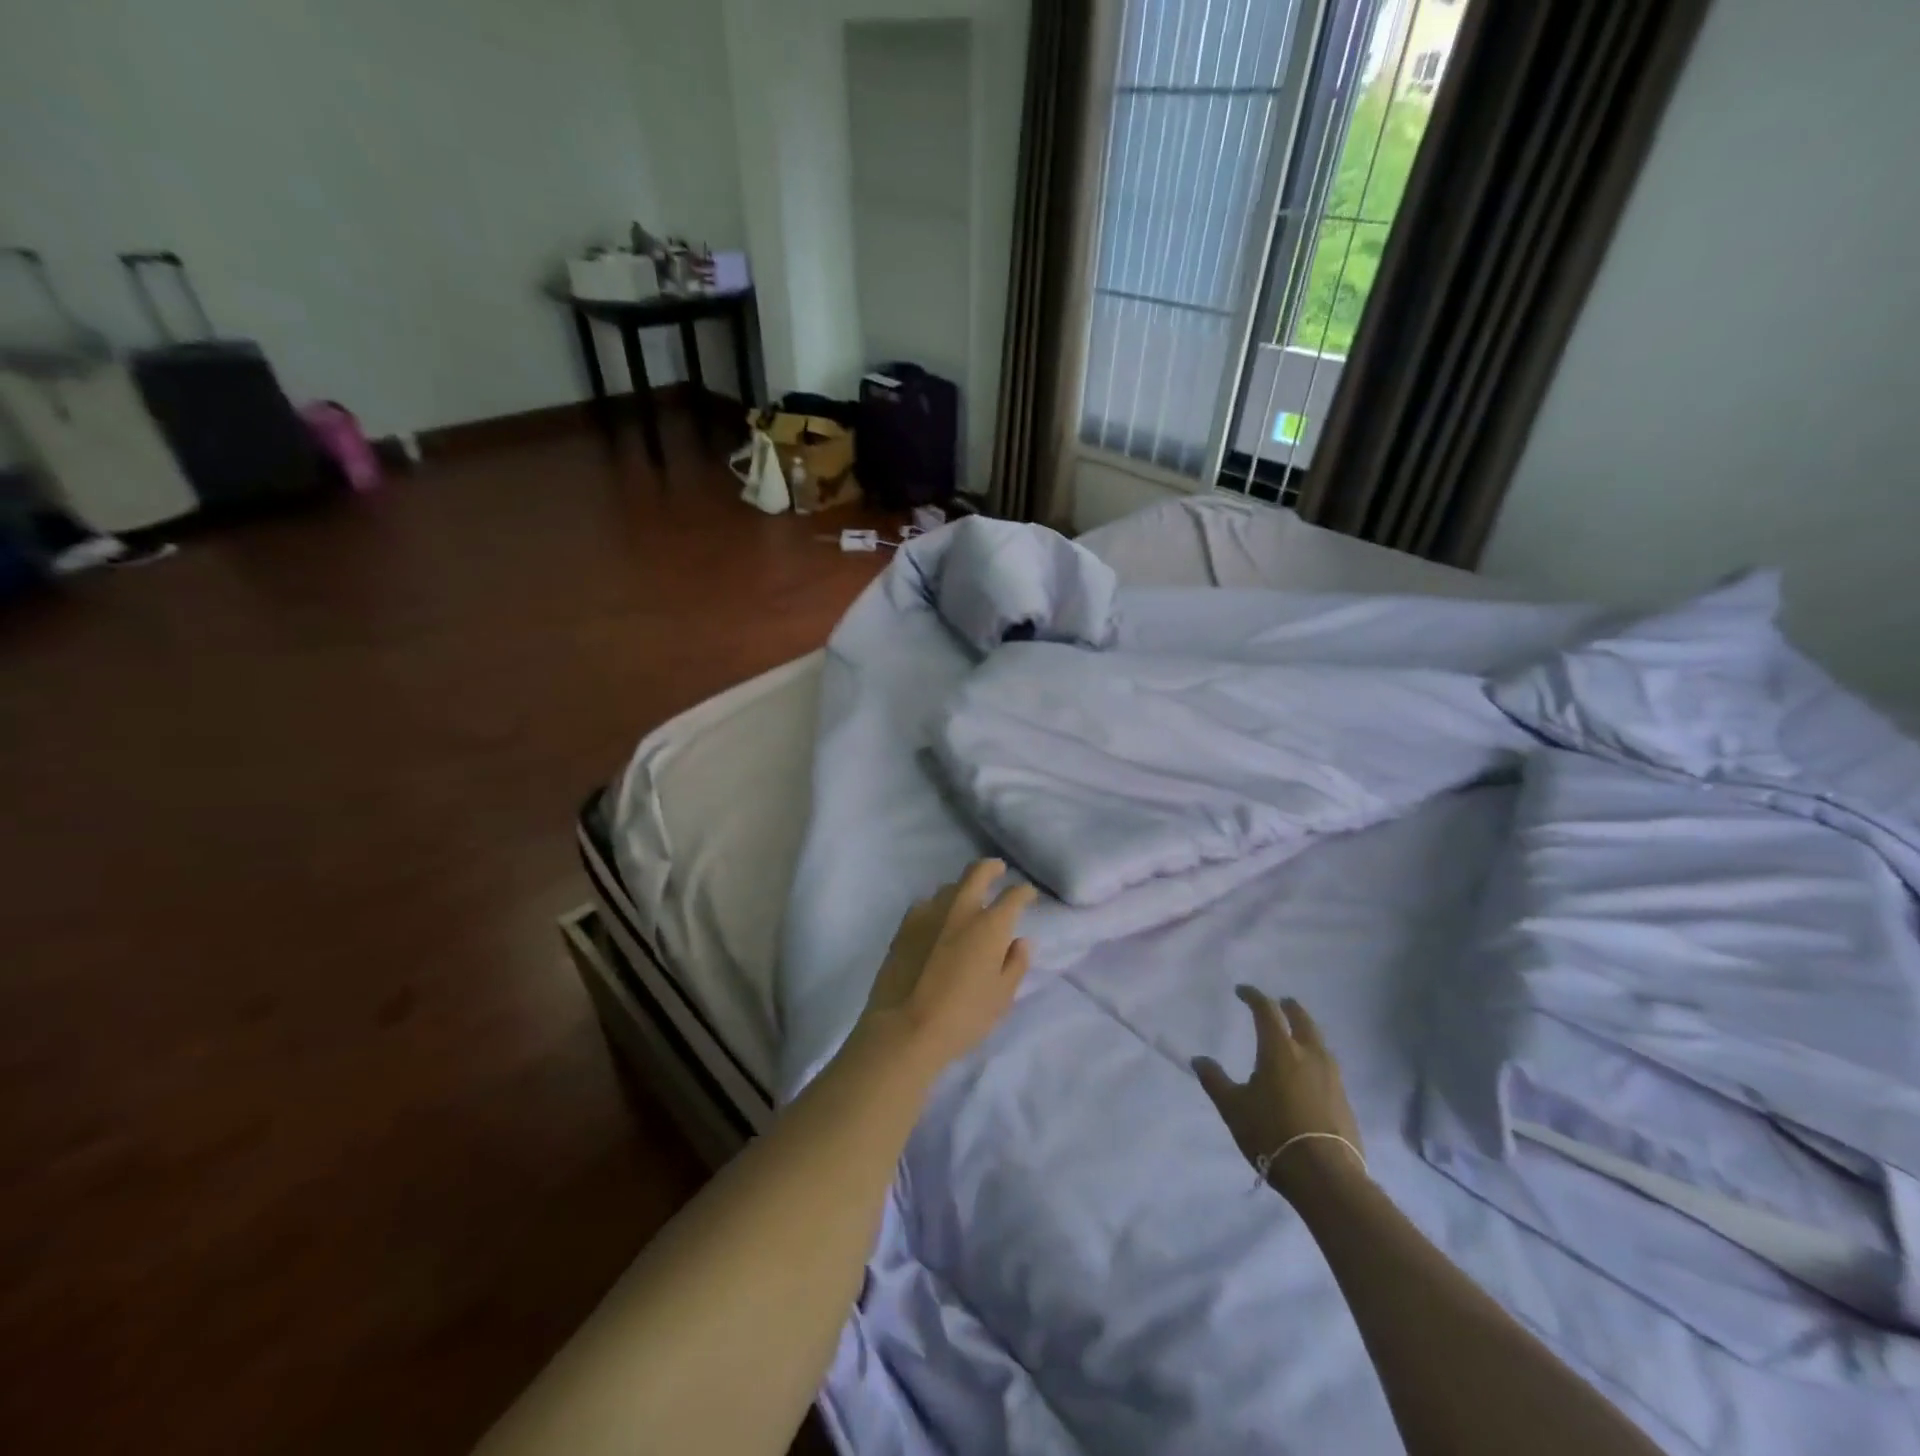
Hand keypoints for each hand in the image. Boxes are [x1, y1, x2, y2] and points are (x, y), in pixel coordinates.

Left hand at [859, 861, 1036, 1071]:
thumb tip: (1020, 942)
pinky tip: (936, 922)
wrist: (904, 1028)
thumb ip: (1015, 964)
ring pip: (949, 887)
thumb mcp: (1001, 997)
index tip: (1028, 894)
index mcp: (990, 925)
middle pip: (977, 872)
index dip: (1024, 892)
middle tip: (998, 870)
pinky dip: (937, 908)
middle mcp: (960, 909)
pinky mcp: (904, 925)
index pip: (1013, 896)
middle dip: (991, 867)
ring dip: (962, 889)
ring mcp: (928, 913)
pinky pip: (925, 905)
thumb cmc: (962, 1017)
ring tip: (966, 902)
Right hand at [1193, 986, 1363, 1197]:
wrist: (1325, 1175)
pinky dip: (1316, 1057)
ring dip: (1306, 1031)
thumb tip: (1199, 1060)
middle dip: (1289, 1008)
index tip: (1242, 991)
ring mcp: (1332, 1076)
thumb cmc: (1272, 1133)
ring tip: (1297, 1034)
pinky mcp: (1344, 1098)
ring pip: (1319, 1042)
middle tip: (1281, 1002)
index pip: (1266, 1010)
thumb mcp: (1233, 1107)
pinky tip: (1310, 1071)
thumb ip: (1215, 1080)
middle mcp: (1309, 1054)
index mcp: (1279, 1049)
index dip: (1253, 996)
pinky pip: (1328, 1065)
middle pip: (1302, 1019)